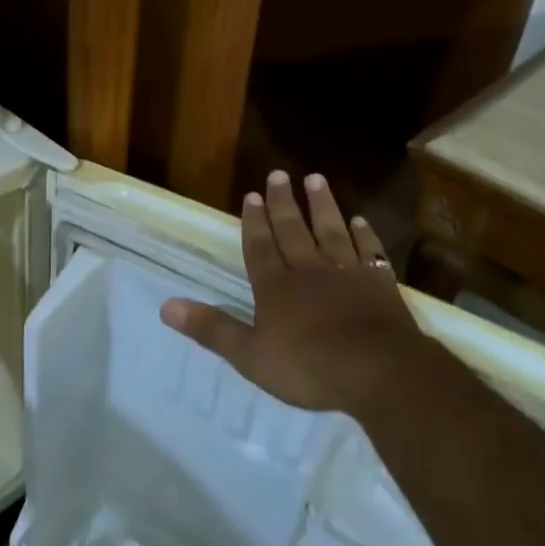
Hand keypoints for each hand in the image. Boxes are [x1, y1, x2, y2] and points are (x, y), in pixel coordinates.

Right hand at [161, 170, 443, 414]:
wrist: (376, 371)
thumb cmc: (308, 367)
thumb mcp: (250, 355)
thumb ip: (211, 328)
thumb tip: (166, 306)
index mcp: (276, 287)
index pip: (260, 247)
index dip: (254, 222)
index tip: (251, 195)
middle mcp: (309, 270)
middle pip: (293, 230)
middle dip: (283, 203)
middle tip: (279, 174)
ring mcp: (347, 273)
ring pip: (331, 231)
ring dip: (322, 206)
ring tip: (316, 179)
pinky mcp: (379, 284)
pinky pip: (369, 251)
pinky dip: (364, 235)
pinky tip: (360, 221)